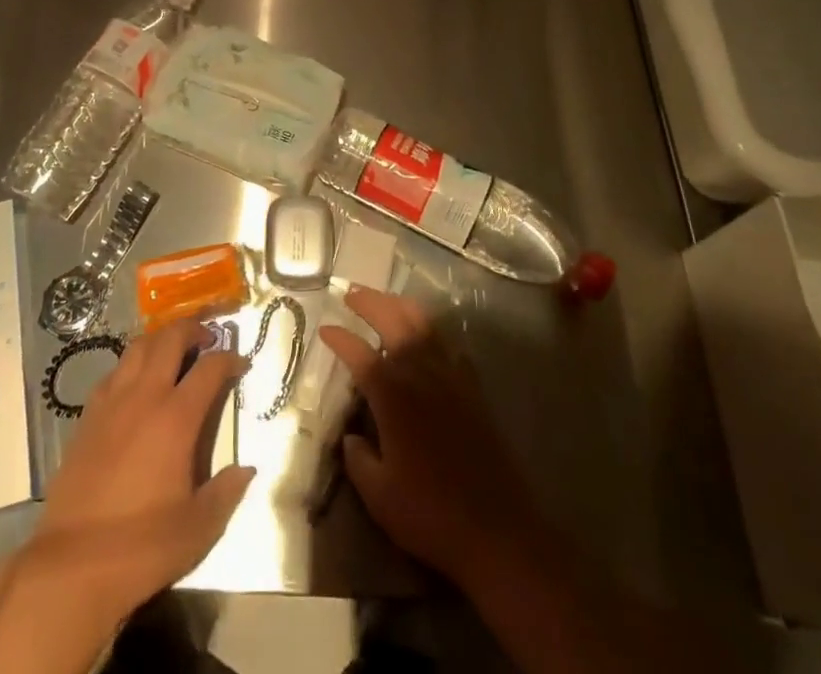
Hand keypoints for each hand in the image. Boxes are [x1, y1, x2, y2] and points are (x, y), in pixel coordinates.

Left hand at [33, 319, 254, 617]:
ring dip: (160, 340)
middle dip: (193, 328)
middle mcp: (144, 397)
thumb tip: (246, 470)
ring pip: (137, 347)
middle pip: (170, 339)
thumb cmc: (142, 547)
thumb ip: (226, 493)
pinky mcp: (87, 417)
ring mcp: (111, 403)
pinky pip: (113, 373)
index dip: (230, 359)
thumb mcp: (198, 528)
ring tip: (173, 351)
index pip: (210, 368)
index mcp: (177, 418)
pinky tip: (135, 384)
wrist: (72, 566)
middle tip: (208, 337)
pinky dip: (131, 365)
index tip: (241, 363)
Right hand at [320, 287, 550, 587]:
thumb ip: (358, 460)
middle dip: (370, 302)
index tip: (324, 329)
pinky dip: (432, 329)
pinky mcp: (472, 388)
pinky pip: (448, 343)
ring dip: (400, 306)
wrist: (496, 529)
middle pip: (394, 322)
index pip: (360, 354)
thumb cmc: (430, 513)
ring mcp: (450, 377)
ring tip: (384, 299)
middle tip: (351, 292)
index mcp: (393, 396)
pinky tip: (425, 332)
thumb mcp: (379, 496)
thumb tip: (350, 437)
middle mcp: (421, 374)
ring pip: (424, 324)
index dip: (340, 338)